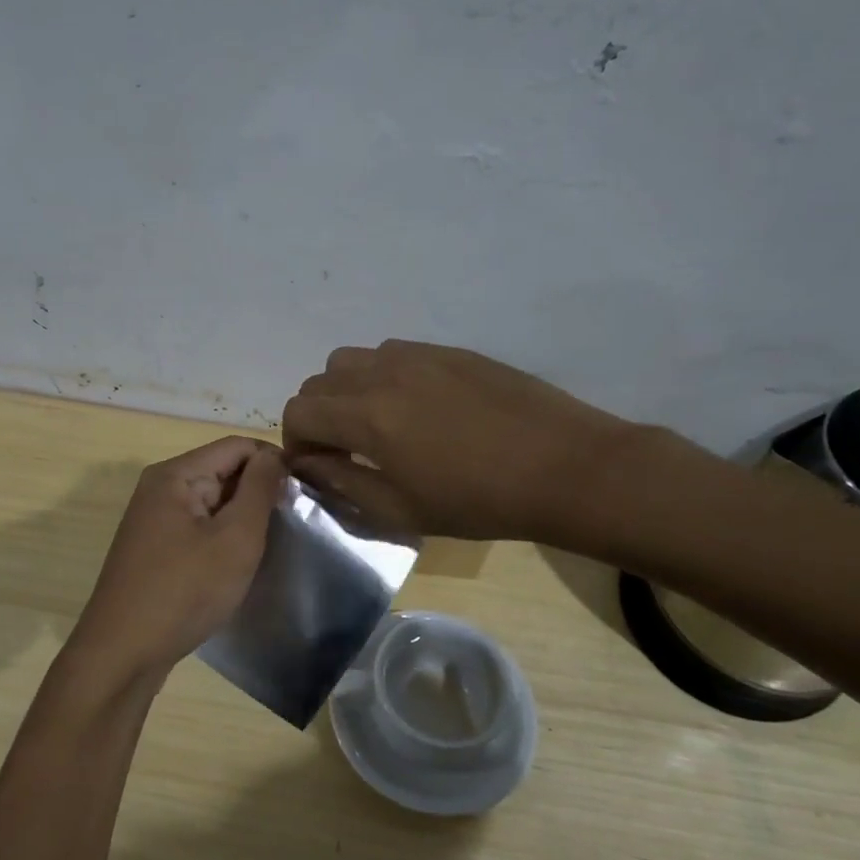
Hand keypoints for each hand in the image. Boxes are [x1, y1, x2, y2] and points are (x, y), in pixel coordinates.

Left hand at [66, 437, 284, 682]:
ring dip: (242, 517)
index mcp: (175, 474)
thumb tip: (274, 456)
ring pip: (212, 502)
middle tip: (293, 523)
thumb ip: (259, 490)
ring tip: (271, 544)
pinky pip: (198, 527)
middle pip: (222, 470)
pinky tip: (238, 563)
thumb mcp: (235, 538)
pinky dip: (222, 537)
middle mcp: (159, 488)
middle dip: (258, 491)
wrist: (123, 653)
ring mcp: (154, 519)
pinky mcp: (154, 549)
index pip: (237, 446)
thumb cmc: (185, 591)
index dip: (274, 462)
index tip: (304, 492)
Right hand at [281, 340, 646, 552]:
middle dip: (318, 416)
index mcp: (367, 415)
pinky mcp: (449, 350)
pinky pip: (393, 353)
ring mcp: (419, 355)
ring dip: (347, 391)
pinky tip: (415, 408)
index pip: (299, 411)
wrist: (563, 467)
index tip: (315, 465)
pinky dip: (382, 377)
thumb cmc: (478, 501)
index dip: (295, 441)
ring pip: (353, 359)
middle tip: (343, 449)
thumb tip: (306, 463)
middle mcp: (383, 372)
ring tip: (376, 424)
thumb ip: (341, 482)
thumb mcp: (400, 509)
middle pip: (320, 380)